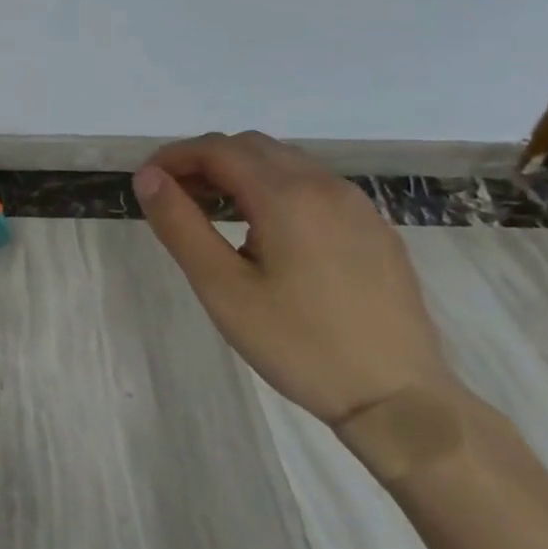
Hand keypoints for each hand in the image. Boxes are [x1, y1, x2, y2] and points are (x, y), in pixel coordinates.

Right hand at [133, 131, 455, 423]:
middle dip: (204, 161)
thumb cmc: (299, 345)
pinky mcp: (375, 228)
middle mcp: (325, 184)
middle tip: (175, 197)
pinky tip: (267, 233)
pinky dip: (275, 189)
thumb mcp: (223, 288)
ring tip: (214, 213)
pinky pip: (314, 186)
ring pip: (284, 163)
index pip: (216, 149)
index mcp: (286, 195)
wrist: (401, 401)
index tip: (146, 183)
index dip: (173, 157)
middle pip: (250, 147)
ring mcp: (357, 205)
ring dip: (240, 173)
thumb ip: (180, 225)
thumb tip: (147, 177)